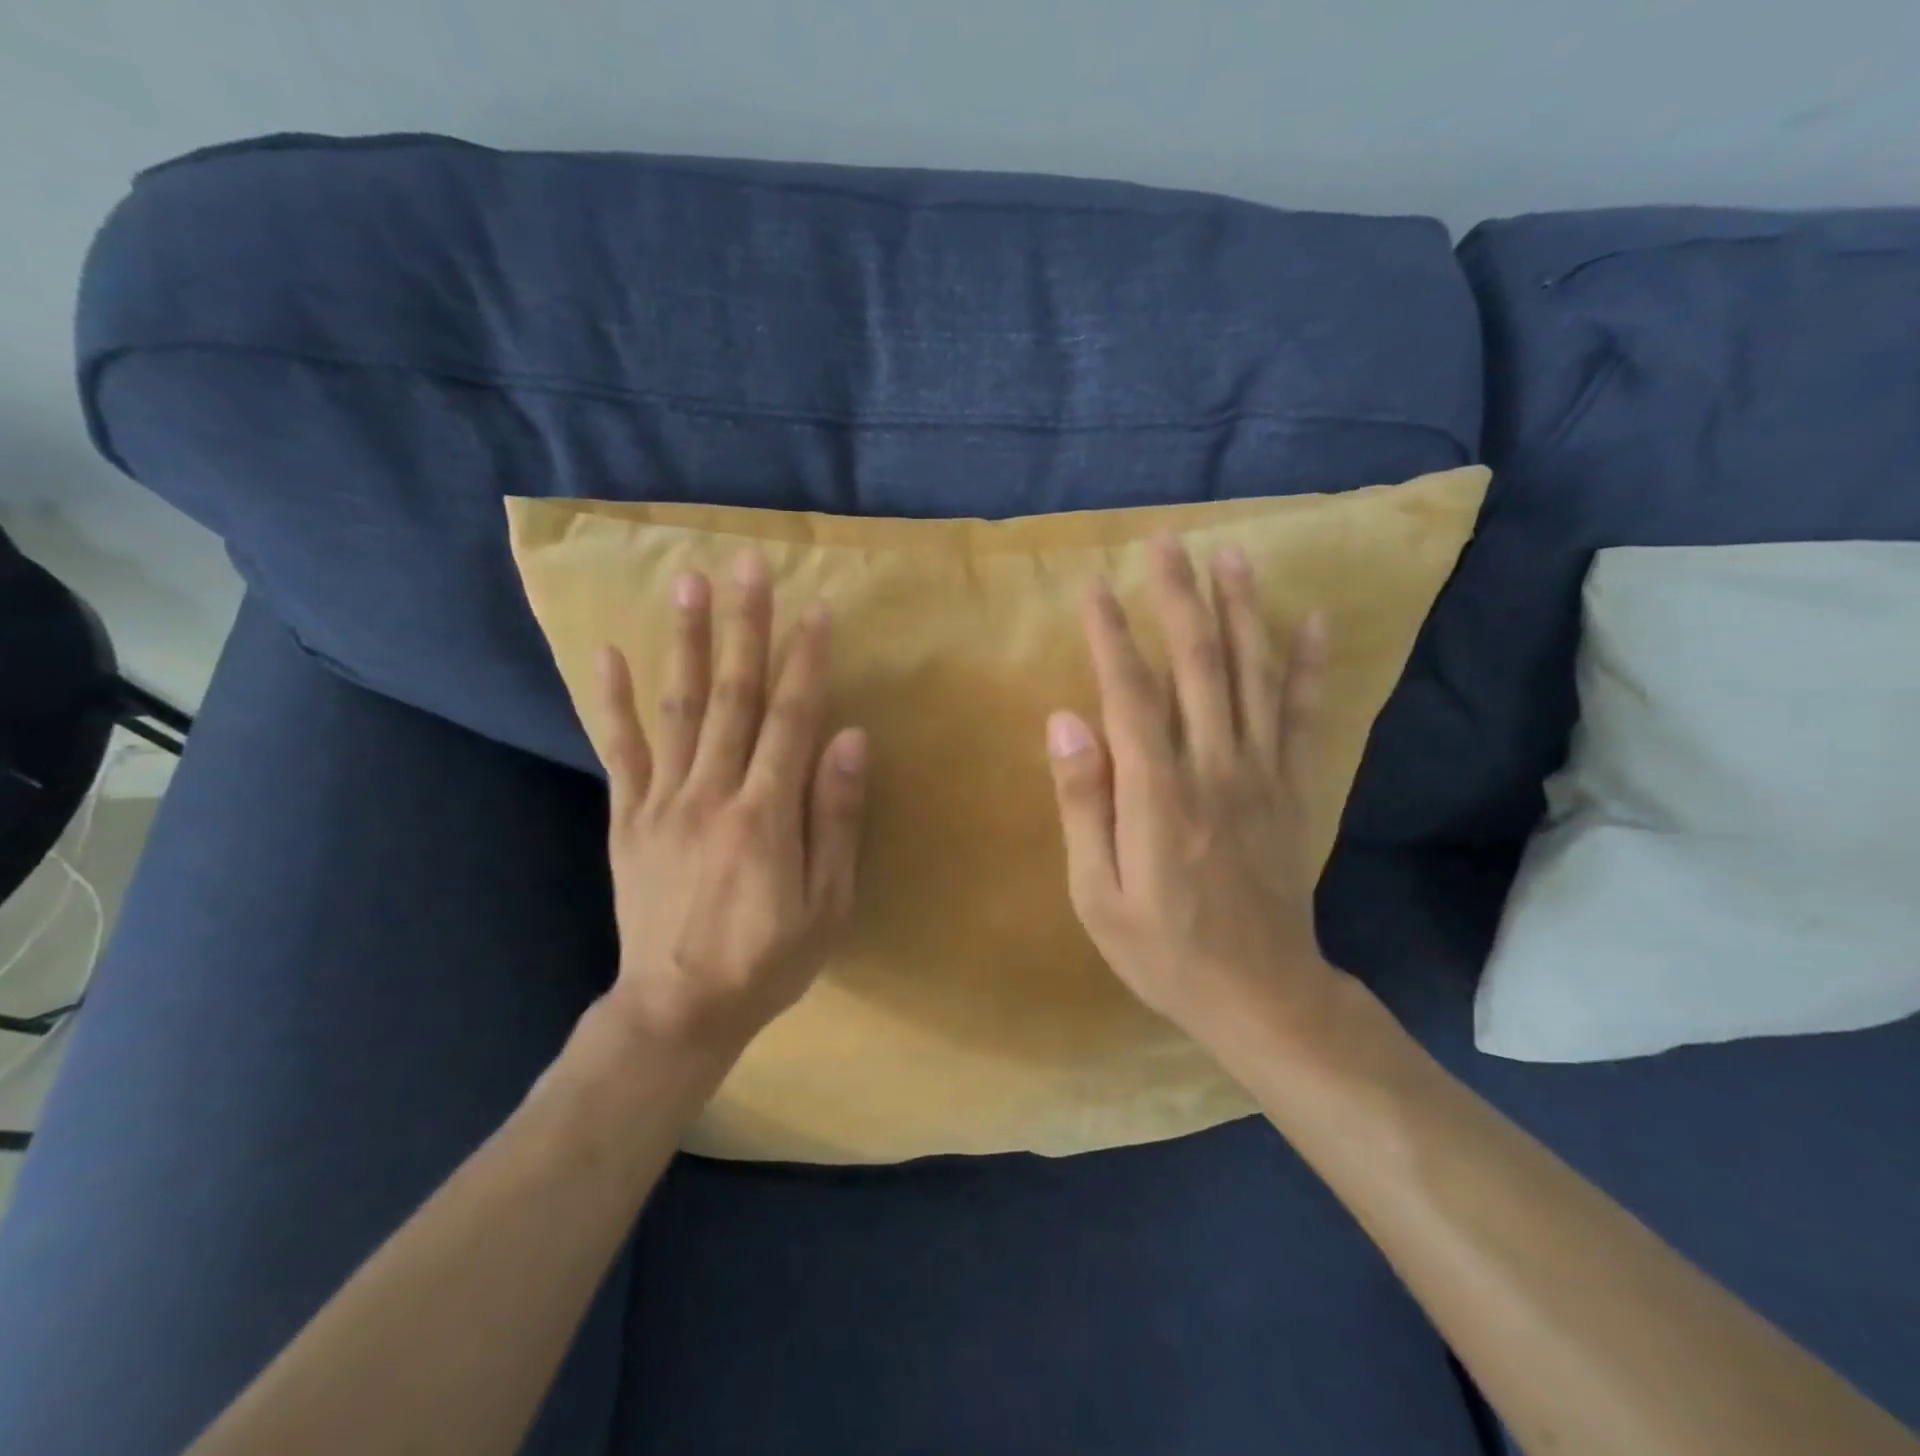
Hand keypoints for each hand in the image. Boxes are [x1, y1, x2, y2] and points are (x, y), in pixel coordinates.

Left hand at [591, 553, 868, 1059]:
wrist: (677, 1010)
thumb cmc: (768, 961)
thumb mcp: (827, 904)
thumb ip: (835, 818)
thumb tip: (850, 738)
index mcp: (766, 813)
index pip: (791, 718)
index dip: (806, 660)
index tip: (816, 608)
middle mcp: (712, 792)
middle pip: (734, 696)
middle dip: (744, 626)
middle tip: (746, 565)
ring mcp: (663, 802)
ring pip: (678, 709)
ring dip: (686, 643)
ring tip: (687, 583)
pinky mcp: (628, 819)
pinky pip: (619, 752)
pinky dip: (612, 703)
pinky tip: (609, 655)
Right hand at [1045, 536, 1346, 1050]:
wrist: (1262, 995)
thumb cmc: (1163, 950)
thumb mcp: (1096, 894)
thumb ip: (1083, 804)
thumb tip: (1064, 721)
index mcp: (1157, 794)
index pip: (1130, 694)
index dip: (1111, 637)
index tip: (1096, 588)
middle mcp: (1214, 768)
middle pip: (1198, 665)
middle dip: (1180, 598)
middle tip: (1169, 543)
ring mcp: (1262, 775)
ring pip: (1253, 676)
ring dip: (1242, 611)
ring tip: (1232, 556)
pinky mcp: (1294, 789)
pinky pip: (1304, 717)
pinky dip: (1309, 667)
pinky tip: (1313, 621)